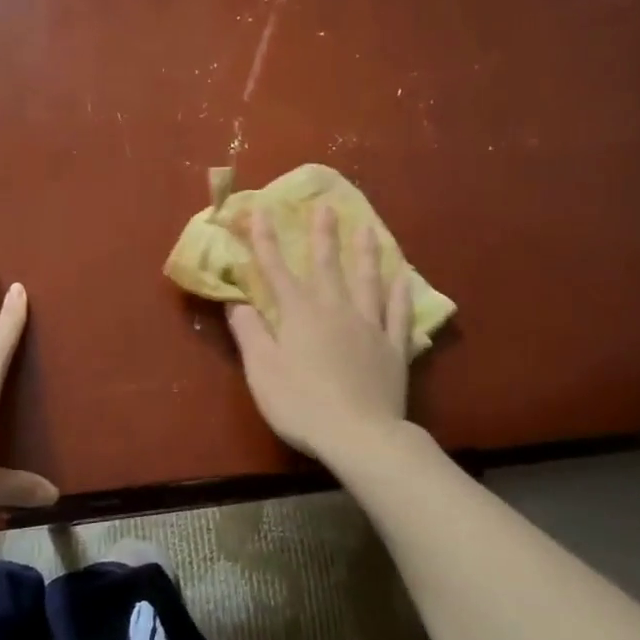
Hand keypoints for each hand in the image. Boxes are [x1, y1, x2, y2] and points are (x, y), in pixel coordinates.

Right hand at [227, 205, 413, 461]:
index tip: (261, 211)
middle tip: (327, 205)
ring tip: (367, 228)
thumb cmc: (301, 404)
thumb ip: (249, 333)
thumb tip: (236, 302)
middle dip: (323, 235)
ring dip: (366, 253)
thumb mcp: (262, 371)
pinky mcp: (393, 348)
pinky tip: (403, 276)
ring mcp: (369, 327)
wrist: (359, 434)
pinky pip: (398, 313)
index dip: (265, 241)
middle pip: (328, 266)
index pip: (277, 271)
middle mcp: (336, 310)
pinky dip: (400, 293)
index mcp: (300, 315)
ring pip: (368, 281)